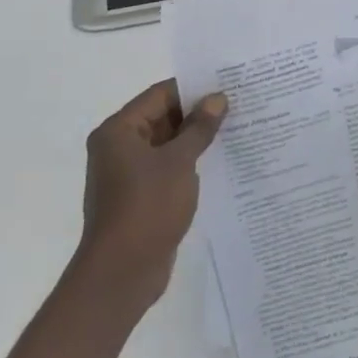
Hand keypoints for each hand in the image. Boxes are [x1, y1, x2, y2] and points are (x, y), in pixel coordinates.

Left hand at [76, 80, 227, 311]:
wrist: (122, 273)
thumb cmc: (147, 207)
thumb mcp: (179, 162)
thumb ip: (199, 128)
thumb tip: (217, 98)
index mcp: (119, 131)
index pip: (159, 94)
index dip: (193, 88)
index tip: (227, 84)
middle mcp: (119, 147)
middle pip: (162, 117)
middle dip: (198, 114)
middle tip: (238, 106)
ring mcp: (128, 174)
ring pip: (167, 144)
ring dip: (196, 140)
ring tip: (236, 129)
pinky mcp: (140, 197)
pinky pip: (168, 168)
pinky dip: (189, 163)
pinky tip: (220, 163)